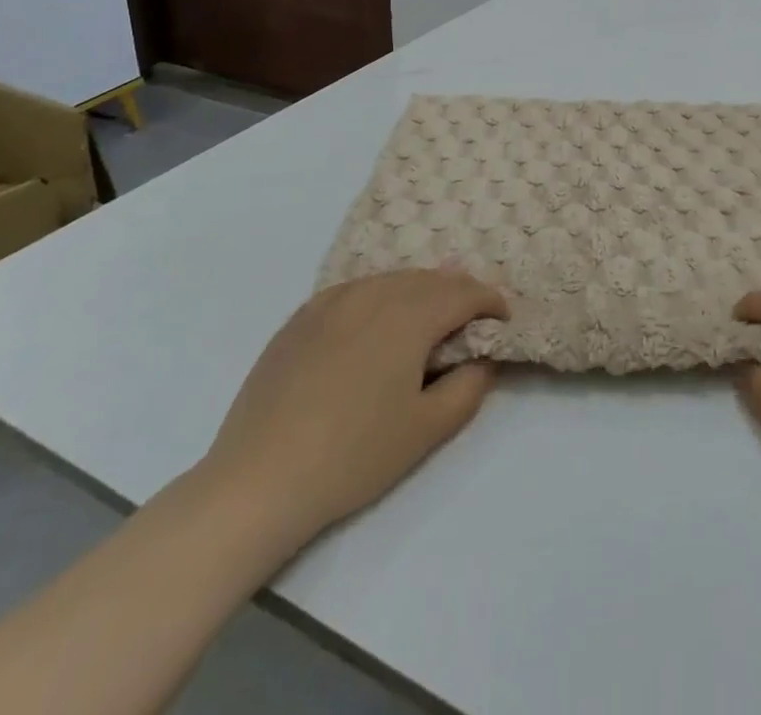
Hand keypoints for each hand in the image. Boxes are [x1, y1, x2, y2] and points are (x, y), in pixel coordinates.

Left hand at [197, 270, 508, 554]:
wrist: (257, 480)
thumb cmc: (352, 456)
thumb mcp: (426, 429)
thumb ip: (469, 386)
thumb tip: (483, 357)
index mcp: (409, 315)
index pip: (464, 292)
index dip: (490, 301)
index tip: (503, 319)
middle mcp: (373, 293)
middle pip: (430, 279)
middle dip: (458, 293)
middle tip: (471, 320)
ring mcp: (332, 301)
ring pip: (392, 280)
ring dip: (420, 292)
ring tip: (428, 320)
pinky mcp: (302, 316)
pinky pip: (356, 290)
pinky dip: (379, 297)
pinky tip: (375, 325)